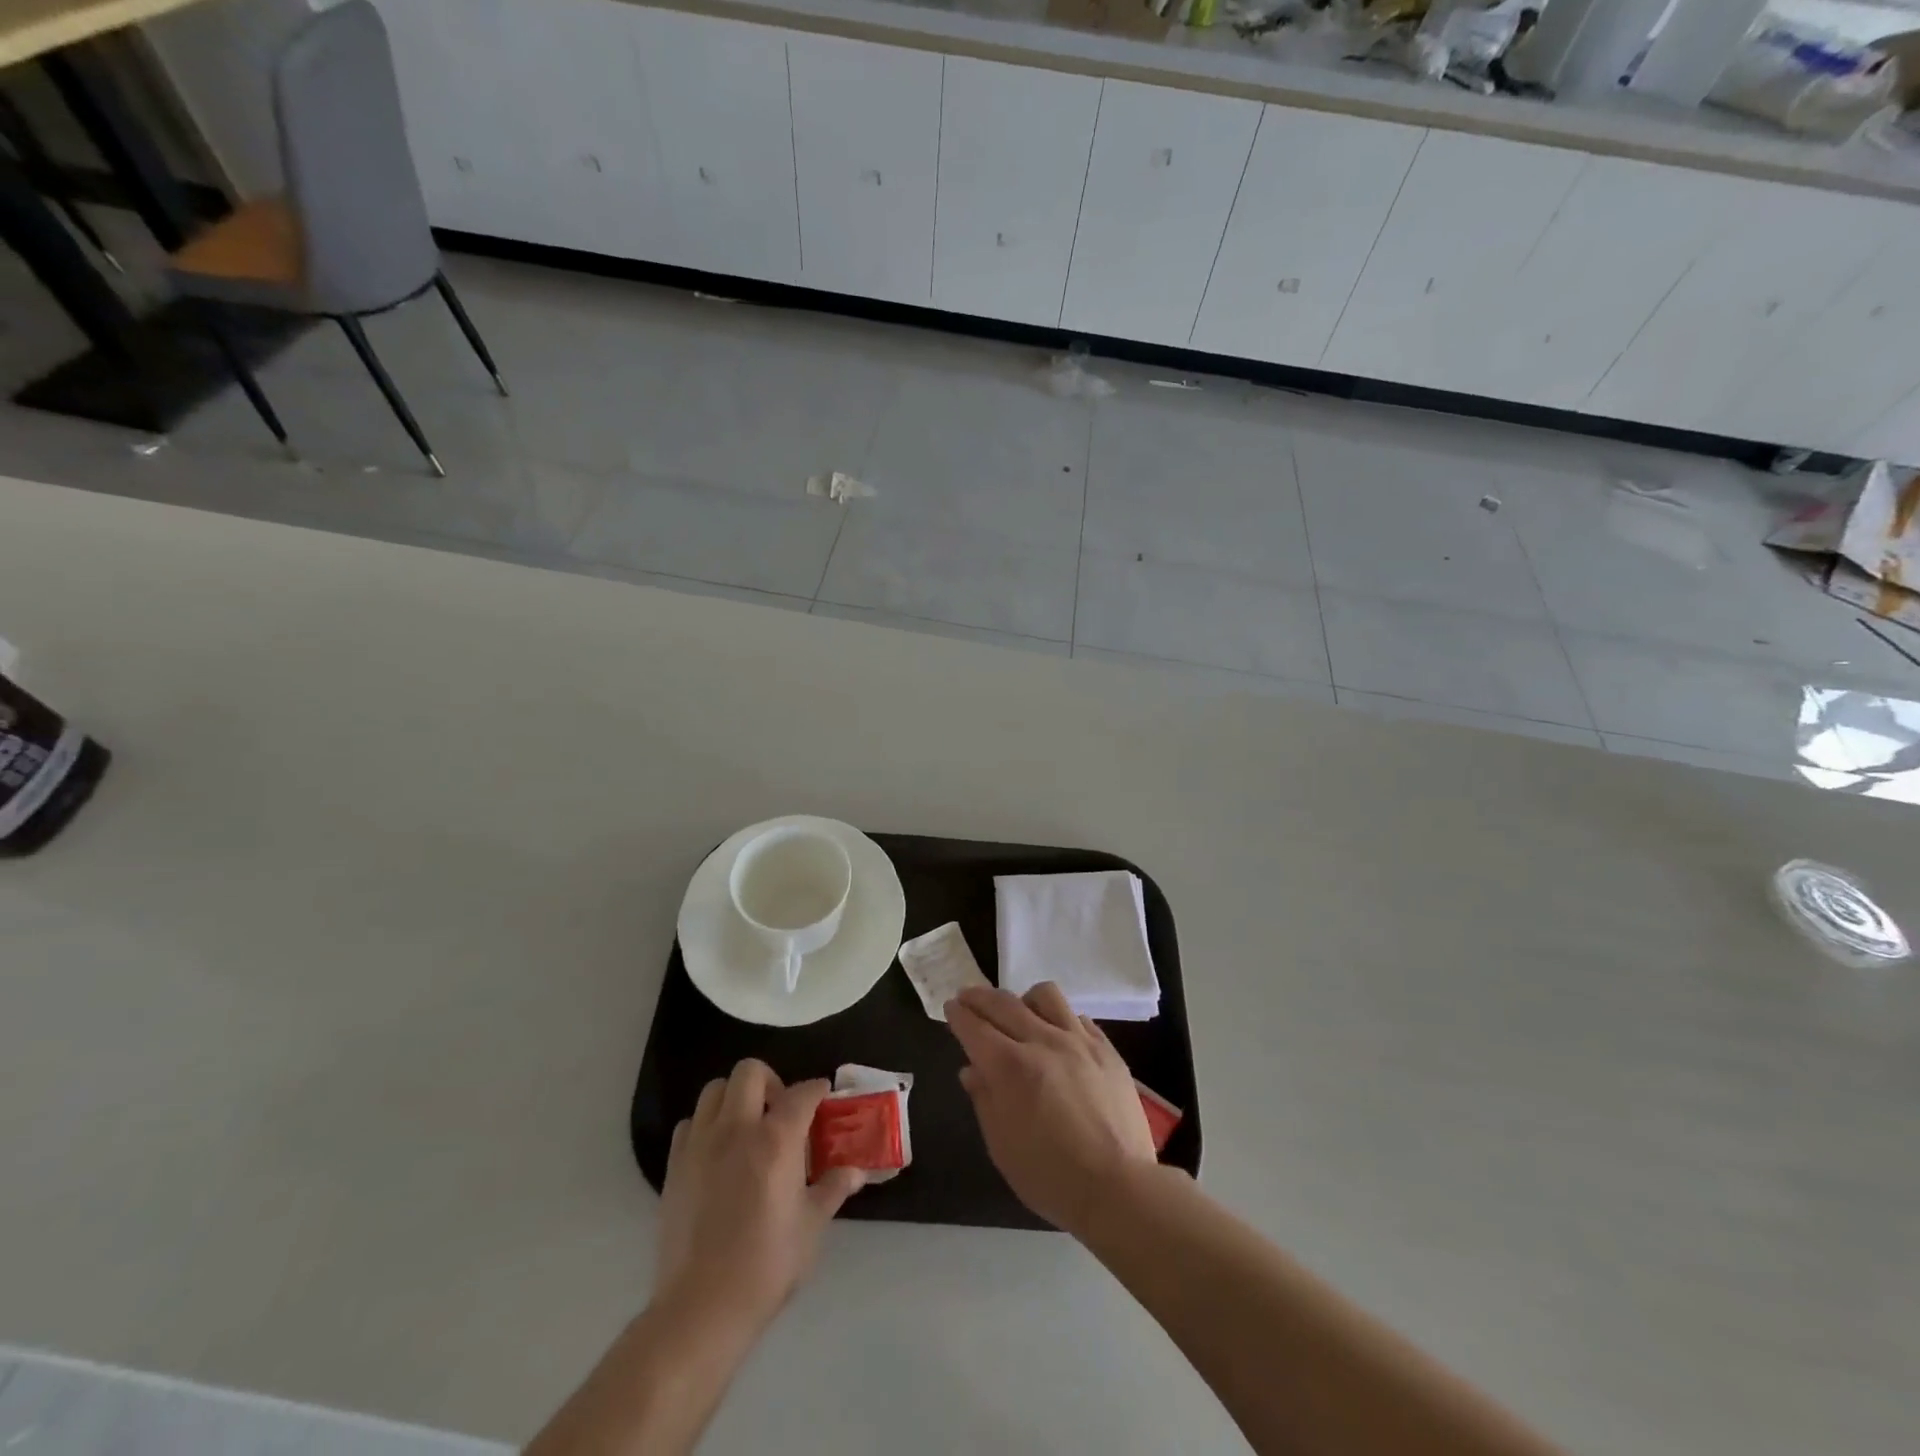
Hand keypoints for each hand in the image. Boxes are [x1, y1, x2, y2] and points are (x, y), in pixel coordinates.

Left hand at [655, 1059, 864, 1339]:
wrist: (701, 1307)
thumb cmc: (766, 1264)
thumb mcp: (811, 1226)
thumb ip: (833, 1189)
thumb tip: (856, 1171)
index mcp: (776, 1139)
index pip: (802, 1093)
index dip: (817, 1090)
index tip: (824, 1097)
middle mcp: (737, 1128)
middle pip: (750, 1071)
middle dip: (771, 1081)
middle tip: (780, 1110)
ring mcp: (701, 1144)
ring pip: (715, 1090)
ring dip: (735, 1098)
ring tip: (747, 1127)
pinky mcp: (675, 1166)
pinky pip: (690, 1124)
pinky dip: (706, 1126)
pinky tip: (718, 1153)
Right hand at [946, 984, 1157, 1236]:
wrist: (1118, 1187)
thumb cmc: (1050, 1176)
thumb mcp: (1001, 1146)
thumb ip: (984, 1100)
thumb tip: (972, 1070)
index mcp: (1010, 1067)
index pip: (975, 1027)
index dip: (959, 1014)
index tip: (951, 1007)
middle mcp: (1042, 1041)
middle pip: (1004, 1003)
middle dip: (980, 997)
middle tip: (968, 997)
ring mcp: (1078, 1041)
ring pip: (1045, 996)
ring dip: (1023, 999)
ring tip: (1020, 1012)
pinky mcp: (1106, 1049)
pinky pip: (1077, 1017)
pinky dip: (1060, 1019)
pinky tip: (1058, 1034)